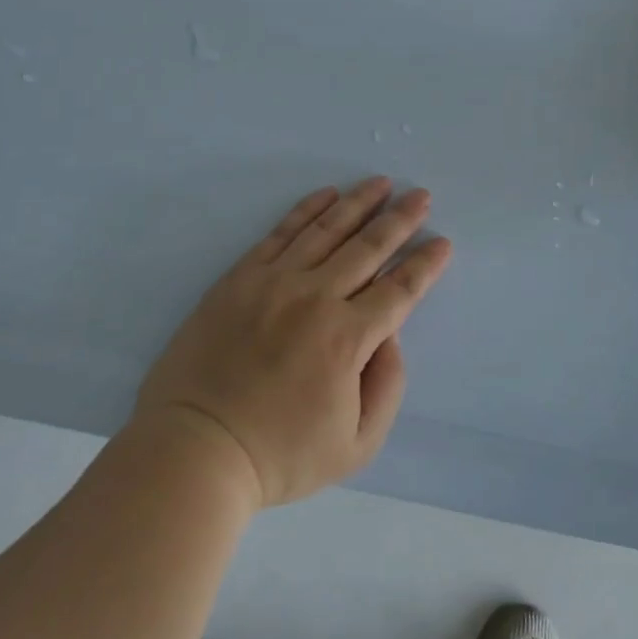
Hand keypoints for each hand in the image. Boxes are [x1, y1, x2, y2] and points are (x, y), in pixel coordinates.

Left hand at [133, 178, 452, 506]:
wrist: (195, 449)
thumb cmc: (280, 455)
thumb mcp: (357, 445)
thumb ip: (387, 385)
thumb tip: (389, 335)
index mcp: (347, 339)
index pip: (399, 290)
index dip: (425, 264)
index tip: (442, 241)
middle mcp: (315, 298)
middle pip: (368, 248)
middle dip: (400, 219)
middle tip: (420, 195)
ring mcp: (274, 282)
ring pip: (326, 230)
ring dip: (358, 203)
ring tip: (380, 183)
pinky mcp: (240, 278)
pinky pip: (280, 233)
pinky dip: (307, 210)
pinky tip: (326, 194)